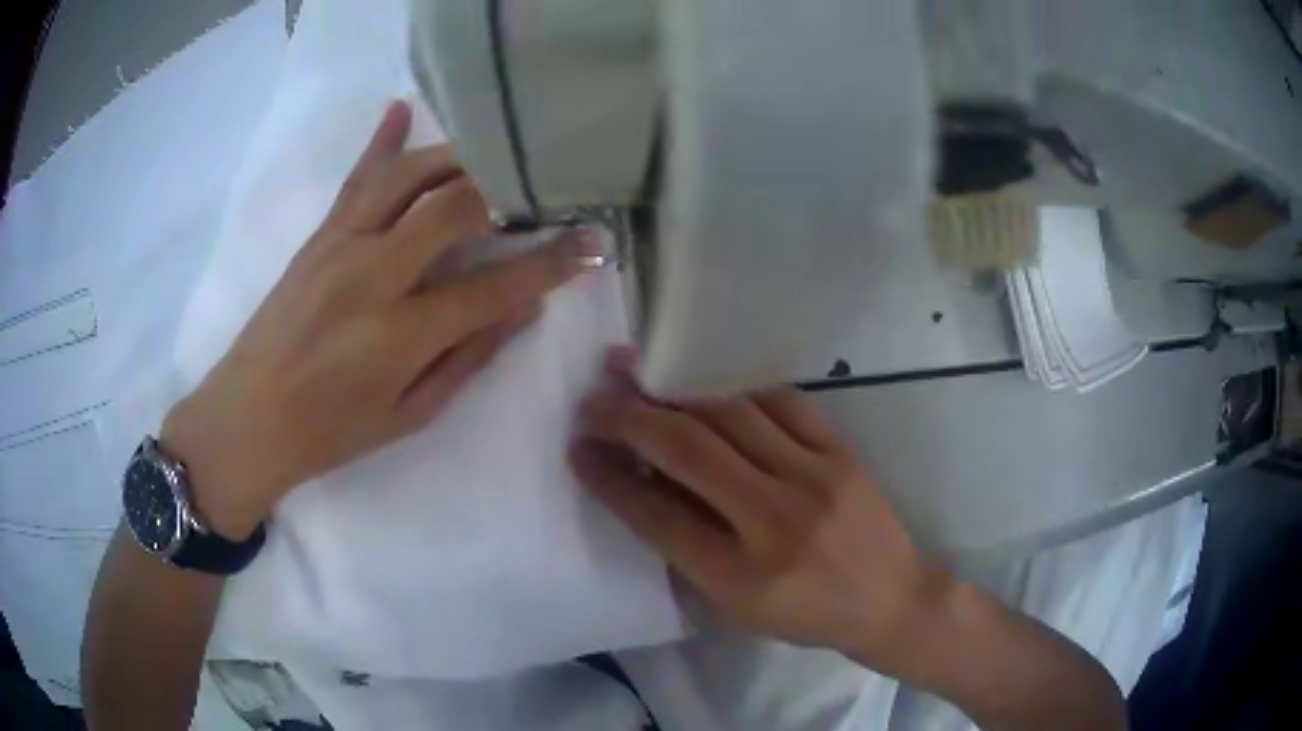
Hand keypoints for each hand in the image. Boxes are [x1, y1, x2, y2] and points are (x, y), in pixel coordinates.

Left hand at [163, 100, 599, 538]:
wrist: (247, 418)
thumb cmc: (330, 432)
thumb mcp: (407, 415)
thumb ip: (466, 359)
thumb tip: (523, 310)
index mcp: (398, 334)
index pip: (494, 286)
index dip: (550, 264)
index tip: (592, 245)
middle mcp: (372, 275)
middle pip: (456, 207)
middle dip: (511, 194)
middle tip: (546, 193)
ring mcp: (341, 245)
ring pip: (410, 176)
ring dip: (461, 159)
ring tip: (496, 158)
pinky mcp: (319, 236)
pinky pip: (358, 178)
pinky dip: (383, 141)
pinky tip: (402, 108)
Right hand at [570, 353, 953, 676]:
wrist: (890, 600)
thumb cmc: (806, 615)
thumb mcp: (736, 606)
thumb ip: (686, 550)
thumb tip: (639, 484)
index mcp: (741, 576)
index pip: (657, 515)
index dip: (609, 478)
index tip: (577, 449)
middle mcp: (776, 521)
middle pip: (688, 451)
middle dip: (628, 419)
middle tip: (593, 401)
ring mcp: (815, 478)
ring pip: (730, 413)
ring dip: (674, 392)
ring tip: (636, 374)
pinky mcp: (841, 452)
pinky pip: (780, 401)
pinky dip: (734, 388)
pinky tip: (706, 384)